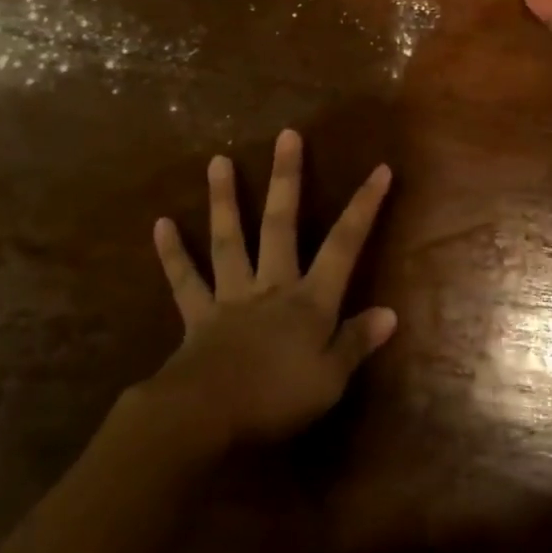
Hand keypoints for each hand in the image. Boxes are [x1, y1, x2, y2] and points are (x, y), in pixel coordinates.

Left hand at [145, 130, 397, 450]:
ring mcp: (232, 295)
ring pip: (229, 239)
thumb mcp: (329, 380)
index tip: (379, 169)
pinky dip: (173, 254)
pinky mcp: (198, 315)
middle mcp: (272, 285)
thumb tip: (390, 313)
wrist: (206, 417)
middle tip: (286, 135)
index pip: (344, 245)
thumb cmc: (275, 399)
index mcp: (309, 300)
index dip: (364, 207)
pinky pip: (185, 281)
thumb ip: (357, 342)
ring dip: (224, 200)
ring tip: (217, 160)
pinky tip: (161, 224)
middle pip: (281, 224)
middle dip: (286, 179)